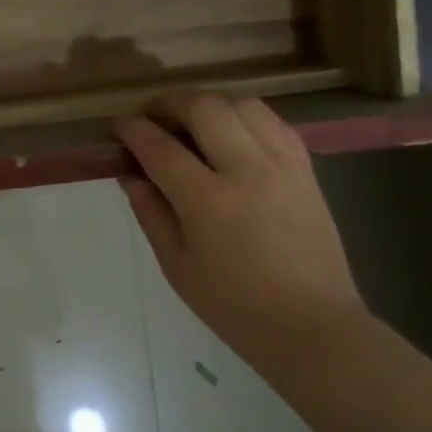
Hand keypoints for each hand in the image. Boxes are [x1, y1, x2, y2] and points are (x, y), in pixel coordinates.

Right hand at [117, 94, 366, 365]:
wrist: (312, 327)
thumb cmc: (234, 305)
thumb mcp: (176, 265)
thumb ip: (150, 212)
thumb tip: (130, 173)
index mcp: (208, 201)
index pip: (159, 147)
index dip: (133, 130)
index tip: (119, 126)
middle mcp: (247, 171)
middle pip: (204, 109)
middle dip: (169, 103)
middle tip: (152, 117)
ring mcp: (282, 167)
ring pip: (242, 105)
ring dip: (209, 105)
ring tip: (192, 123)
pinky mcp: (306, 171)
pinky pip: (274, 123)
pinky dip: (245, 118)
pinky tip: (232, 135)